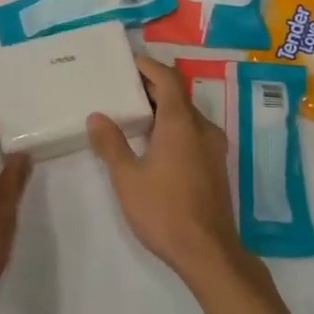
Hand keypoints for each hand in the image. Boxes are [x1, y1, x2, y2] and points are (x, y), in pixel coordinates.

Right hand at [87, 56, 253, 291]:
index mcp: (181, 122)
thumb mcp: (127, 178)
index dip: (147, 66)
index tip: (127, 61)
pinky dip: (174, 126)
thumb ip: (111, 144)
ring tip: (133, 112)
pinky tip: (154, 142)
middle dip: (152, 86)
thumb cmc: (164, 211)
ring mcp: (214, 147)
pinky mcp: (216, 165)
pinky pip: (193, 132)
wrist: (208, 252)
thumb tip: (97, 116)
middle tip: (122, 86)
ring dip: (163, 107)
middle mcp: (202, 127)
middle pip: (178, 94)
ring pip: (187, 115)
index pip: (166, 79)